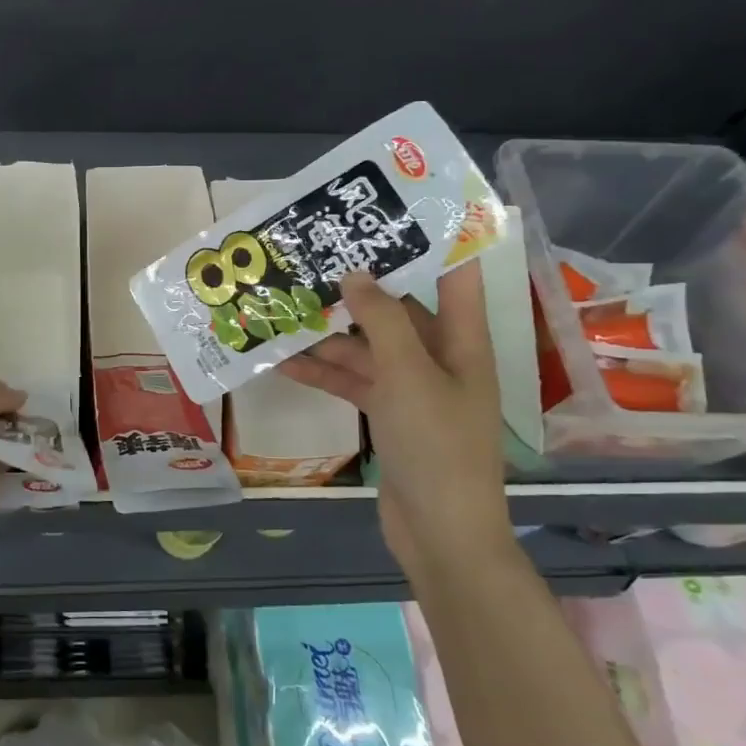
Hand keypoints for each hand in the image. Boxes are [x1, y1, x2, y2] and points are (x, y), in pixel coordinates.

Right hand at [276, 261, 511, 565]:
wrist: (440, 532)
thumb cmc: (437, 445)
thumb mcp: (409, 376)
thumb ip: (382, 321)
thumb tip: (355, 273)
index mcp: (462, 342)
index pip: (454, 277)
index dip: (431, 242)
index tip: (389, 214)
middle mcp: (439, 358)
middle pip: (398, 310)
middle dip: (357, 288)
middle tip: (312, 258)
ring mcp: (411, 389)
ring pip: (366, 347)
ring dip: (329, 333)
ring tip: (284, 306)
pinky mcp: (386, 416)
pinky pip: (352, 382)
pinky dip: (322, 372)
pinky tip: (283, 360)